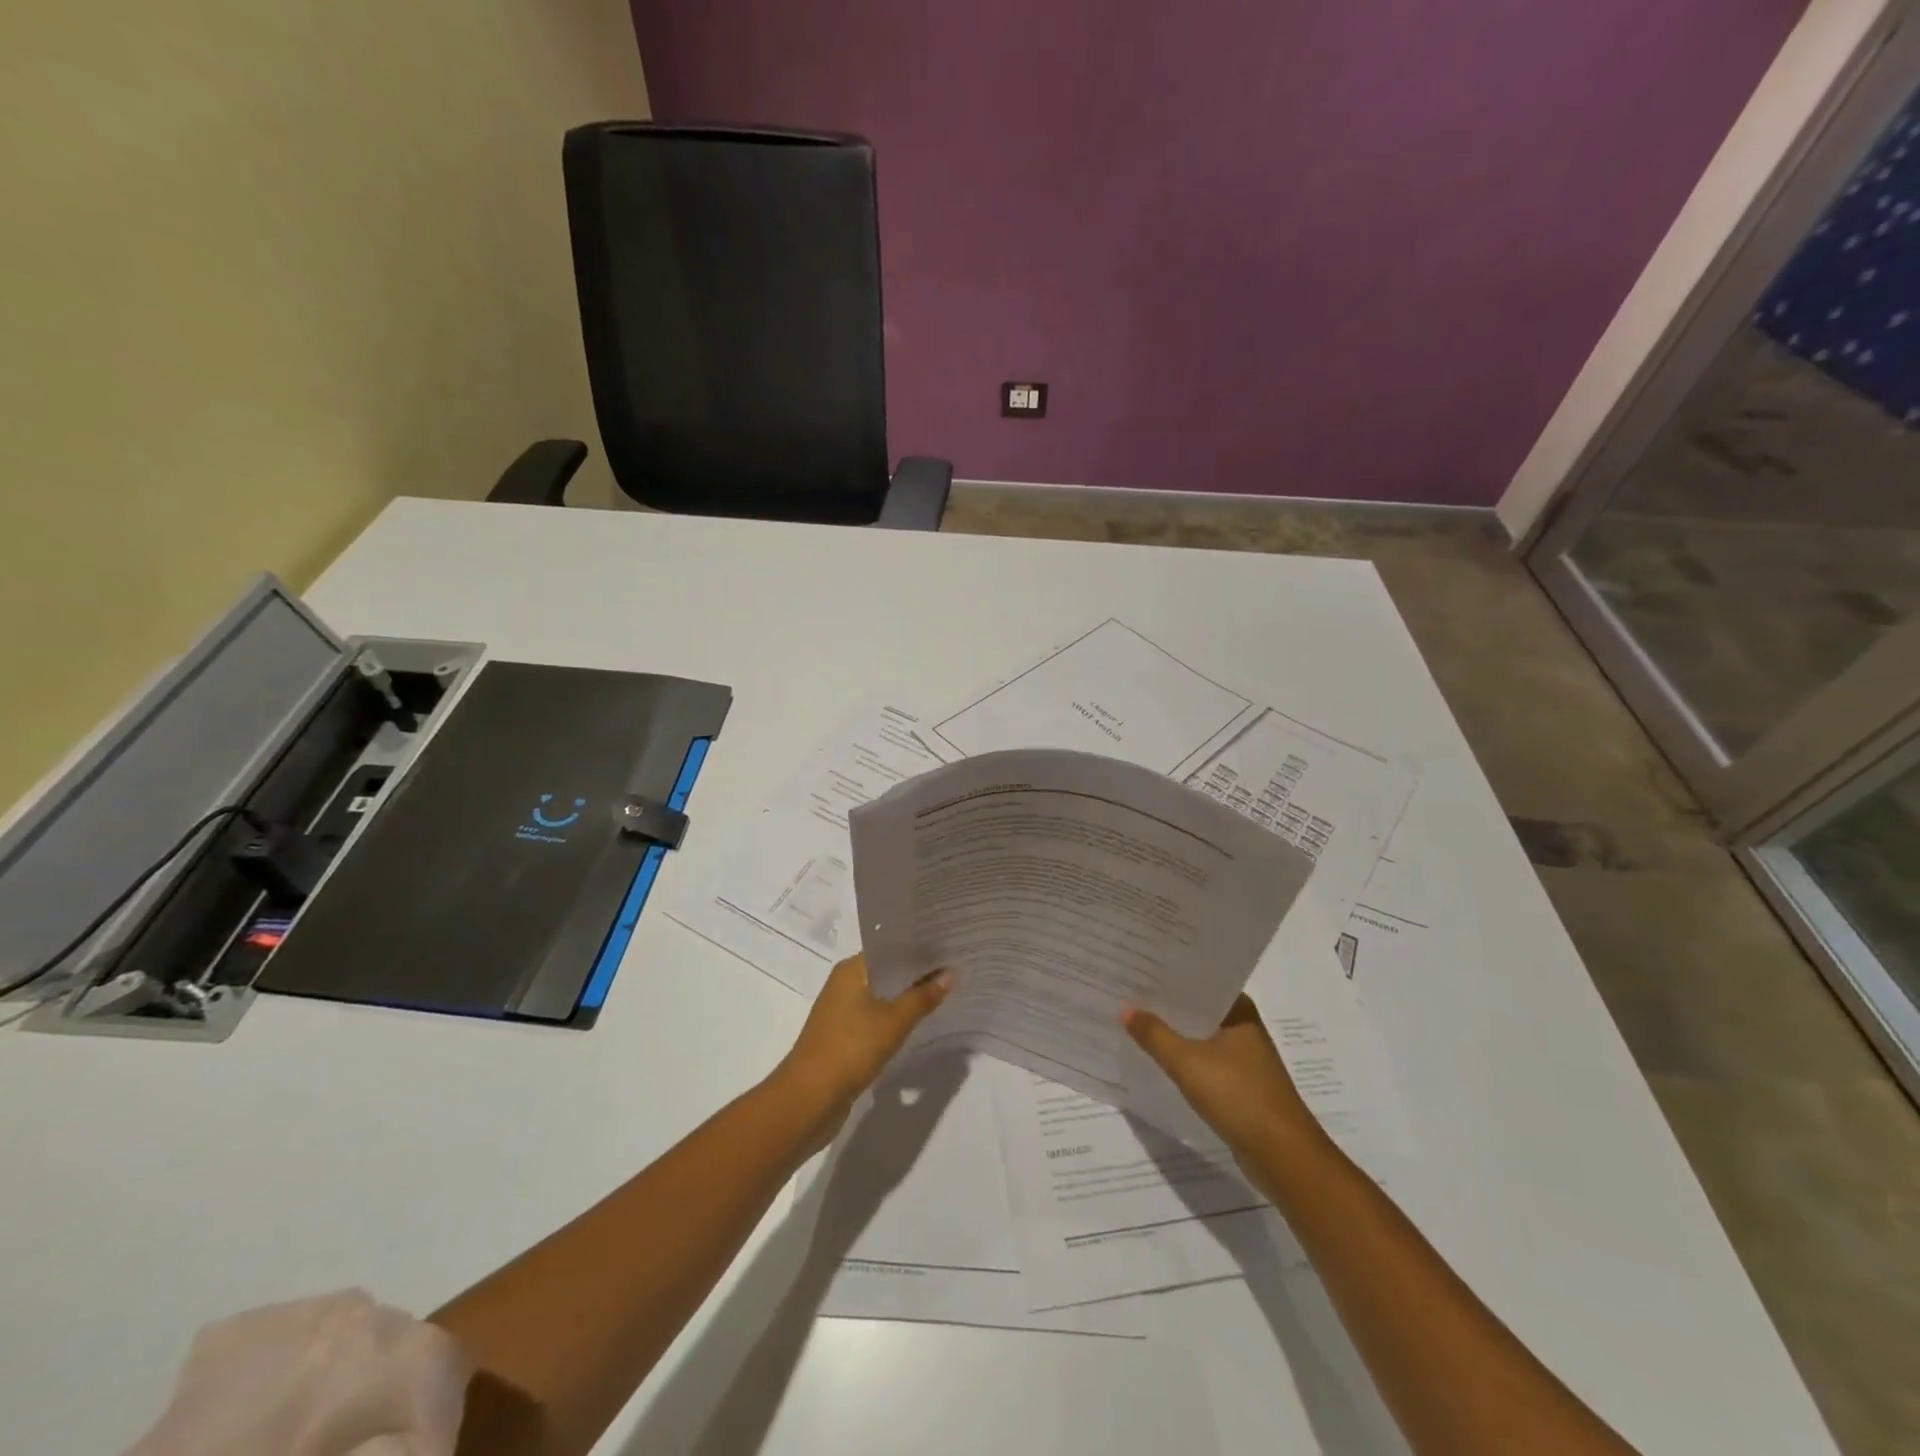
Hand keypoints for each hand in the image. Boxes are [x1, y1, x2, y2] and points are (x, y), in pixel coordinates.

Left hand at [773, 954, 950, 1137]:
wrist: (809, 1099)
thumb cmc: (850, 1048)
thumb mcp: (894, 1021)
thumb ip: (922, 997)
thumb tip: (949, 973)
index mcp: (851, 969)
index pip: (890, 948)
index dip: (918, 948)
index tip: (948, 948)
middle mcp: (844, 984)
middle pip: (887, 972)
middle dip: (916, 974)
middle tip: (954, 970)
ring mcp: (841, 1011)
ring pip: (882, 997)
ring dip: (906, 998)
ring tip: (943, 995)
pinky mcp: (843, 1036)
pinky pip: (875, 1019)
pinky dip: (894, 1019)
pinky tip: (917, 1025)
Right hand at [1122, 994, 1320, 1162]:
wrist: (1283, 1156)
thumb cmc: (1238, 1096)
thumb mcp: (1187, 1062)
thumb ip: (1154, 1034)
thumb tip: (1125, 1009)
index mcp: (1239, 1010)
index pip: (1200, 982)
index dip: (1169, 976)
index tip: (1138, 969)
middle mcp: (1245, 1028)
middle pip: (1198, 1009)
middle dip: (1167, 1005)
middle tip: (1128, 993)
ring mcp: (1245, 1058)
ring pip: (1201, 1036)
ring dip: (1175, 1032)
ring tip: (1136, 1022)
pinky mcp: (1241, 1085)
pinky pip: (1205, 1061)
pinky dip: (1184, 1058)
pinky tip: (1159, 1059)